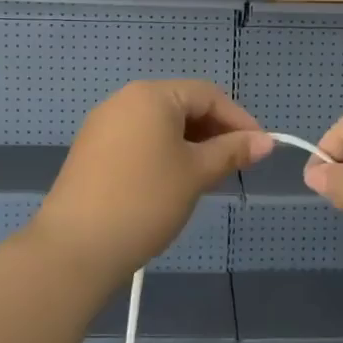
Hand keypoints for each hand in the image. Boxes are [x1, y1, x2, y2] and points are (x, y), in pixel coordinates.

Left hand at [32, 80, 272, 282]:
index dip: (239, 119)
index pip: (207, 95)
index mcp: (151, 95)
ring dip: (190, 144)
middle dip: (214, 131)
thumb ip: (232, 151)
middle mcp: (124, 100)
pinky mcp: (91, 151)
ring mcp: (103, 125)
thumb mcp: (197, 173)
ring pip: (160, 125)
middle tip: (236, 164)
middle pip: (182, 105)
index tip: (260, 148)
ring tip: (208, 176)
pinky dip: (163, 153)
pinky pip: (139, 140)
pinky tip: (173, 182)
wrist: (75, 248)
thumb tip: (267, 141)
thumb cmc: (146, 200)